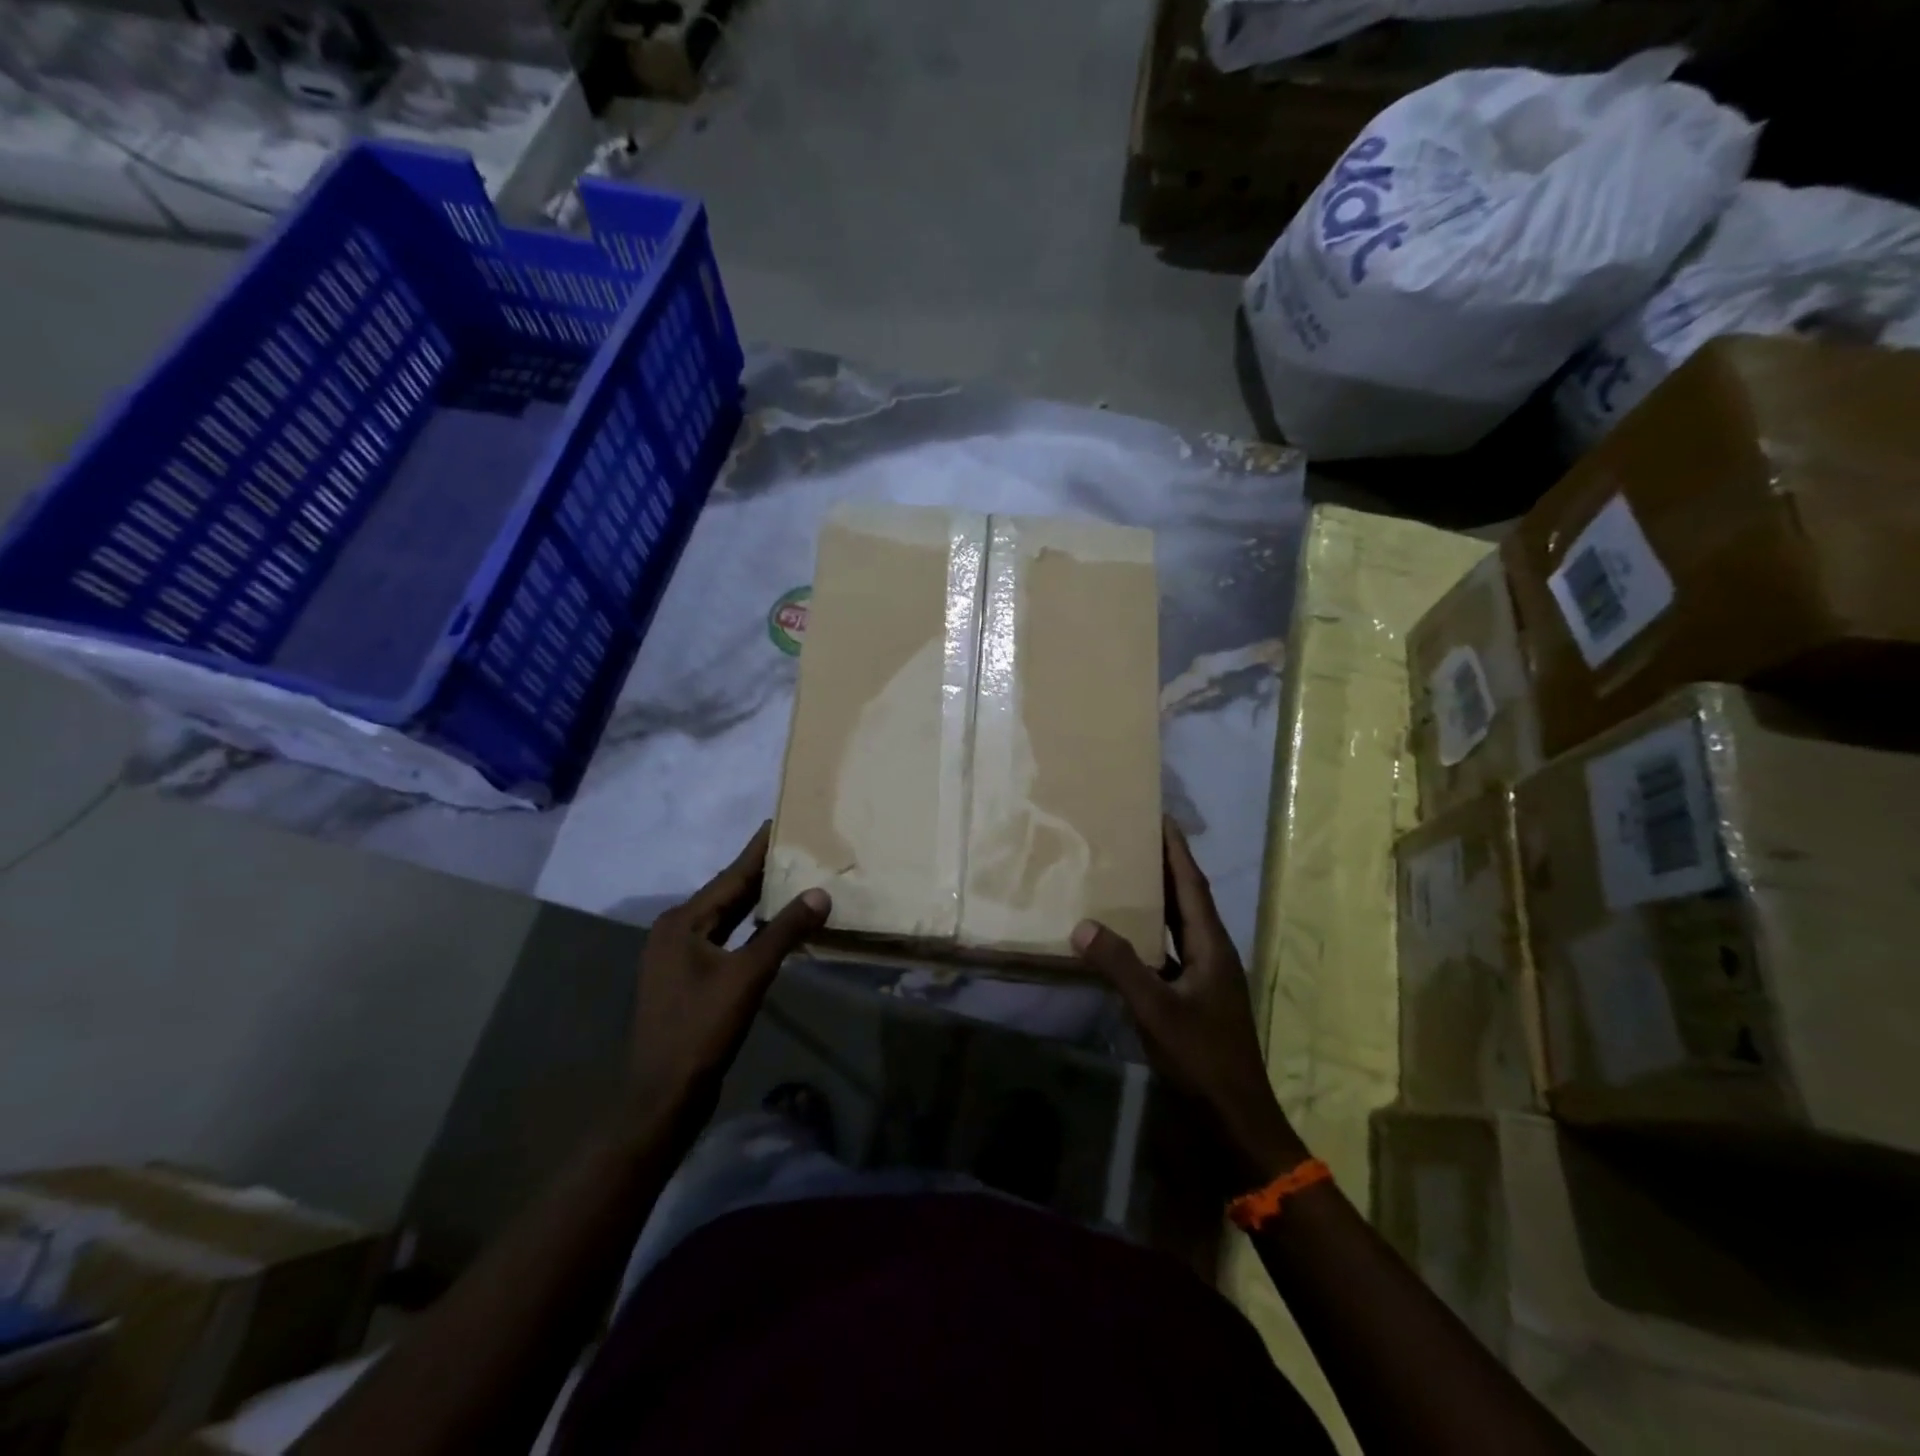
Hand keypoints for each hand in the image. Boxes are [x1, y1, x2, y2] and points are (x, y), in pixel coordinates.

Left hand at [624, 823, 829, 1138]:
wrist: (663, 1095)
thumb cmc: (701, 1028)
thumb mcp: (748, 976)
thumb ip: (784, 931)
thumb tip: (820, 893)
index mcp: (682, 922)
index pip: (730, 876)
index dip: (757, 850)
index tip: (779, 822)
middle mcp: (676, 931)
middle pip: (726, 894)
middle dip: (760, 873)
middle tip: (796, 848)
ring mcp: (678, 958)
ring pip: (726, 919)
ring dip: (756, 903)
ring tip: (792, 879)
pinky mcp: (687, 980)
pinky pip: (724, 941)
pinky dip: (749, 930)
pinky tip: (772, 927)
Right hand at [1073, 818, 1306, 1184]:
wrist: (1234, 1119)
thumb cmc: (1202, 1058)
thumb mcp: (1156, 1009)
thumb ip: (1120, 966)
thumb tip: (1082, 925)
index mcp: (1211, 946)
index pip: (1192, 885)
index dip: (1176, 851)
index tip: (1159, 817)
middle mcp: (1210, 953)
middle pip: (1186, 899)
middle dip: (1163, 867)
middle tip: (1132, 838)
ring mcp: (1202, 978)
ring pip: (1176, 926)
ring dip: (1154, 900)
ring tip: (1122, 876)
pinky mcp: (1191, 999)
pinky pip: (1165, 953)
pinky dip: (1145, 937)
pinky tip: (1119, 937)